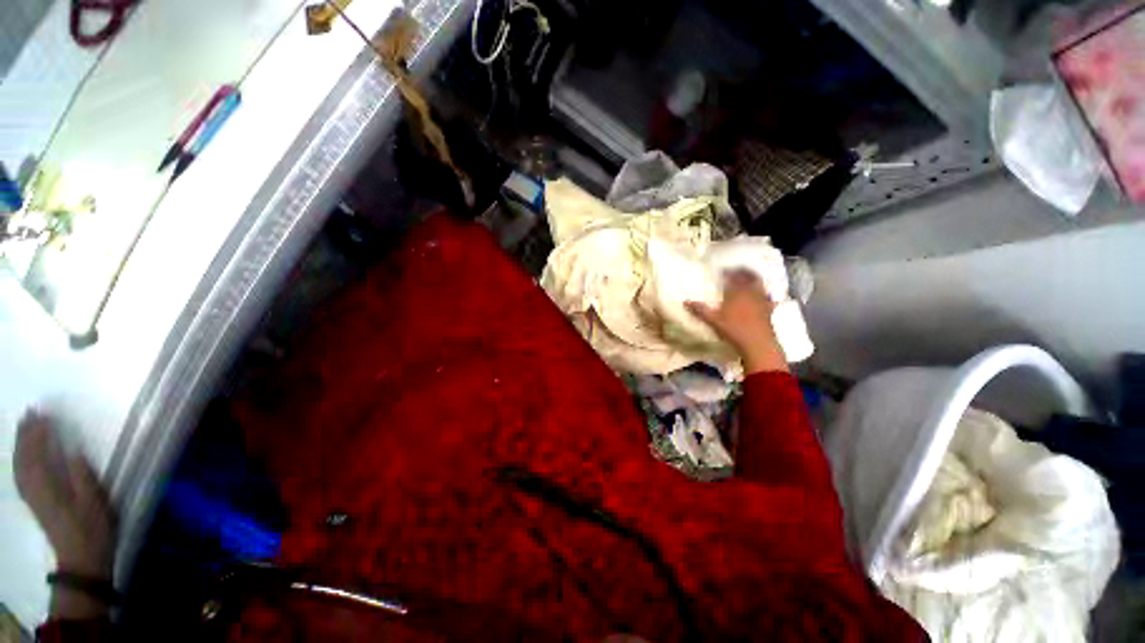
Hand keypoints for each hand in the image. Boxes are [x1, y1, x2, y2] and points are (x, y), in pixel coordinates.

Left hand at [14, 412, 116, 579]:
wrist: (81, 560)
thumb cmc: (93, 529)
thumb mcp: (95, 503)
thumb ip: (83, 476)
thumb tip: (73, 449)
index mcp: (49, 487)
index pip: (38, 454)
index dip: (39, 433)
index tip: (43, 413)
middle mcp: (34, 489)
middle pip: (24, 458)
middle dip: (25, 434)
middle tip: (30, 412)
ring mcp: (32, 497)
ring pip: (19, 466)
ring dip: (20, 444)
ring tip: (24, 425)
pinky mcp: (34, 501)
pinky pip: (20, 475)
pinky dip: (20, 459)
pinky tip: (23, 453)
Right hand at [686, 269, 788, 374]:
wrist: (757, 343)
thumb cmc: (733, 329)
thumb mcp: (713, 320)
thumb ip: (700, 310)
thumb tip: (685, 302)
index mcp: (736, 292)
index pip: (732, 277)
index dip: (727, 272)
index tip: (722, 271)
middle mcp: (750, 292)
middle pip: (748, 277)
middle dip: (742, 272)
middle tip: (736, 271)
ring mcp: (762, 300)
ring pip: (759, 284)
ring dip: (754, 280)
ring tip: (749, 279)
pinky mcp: (769, 310)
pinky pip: (768, 298)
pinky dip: (766, 294)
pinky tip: (764, 296)